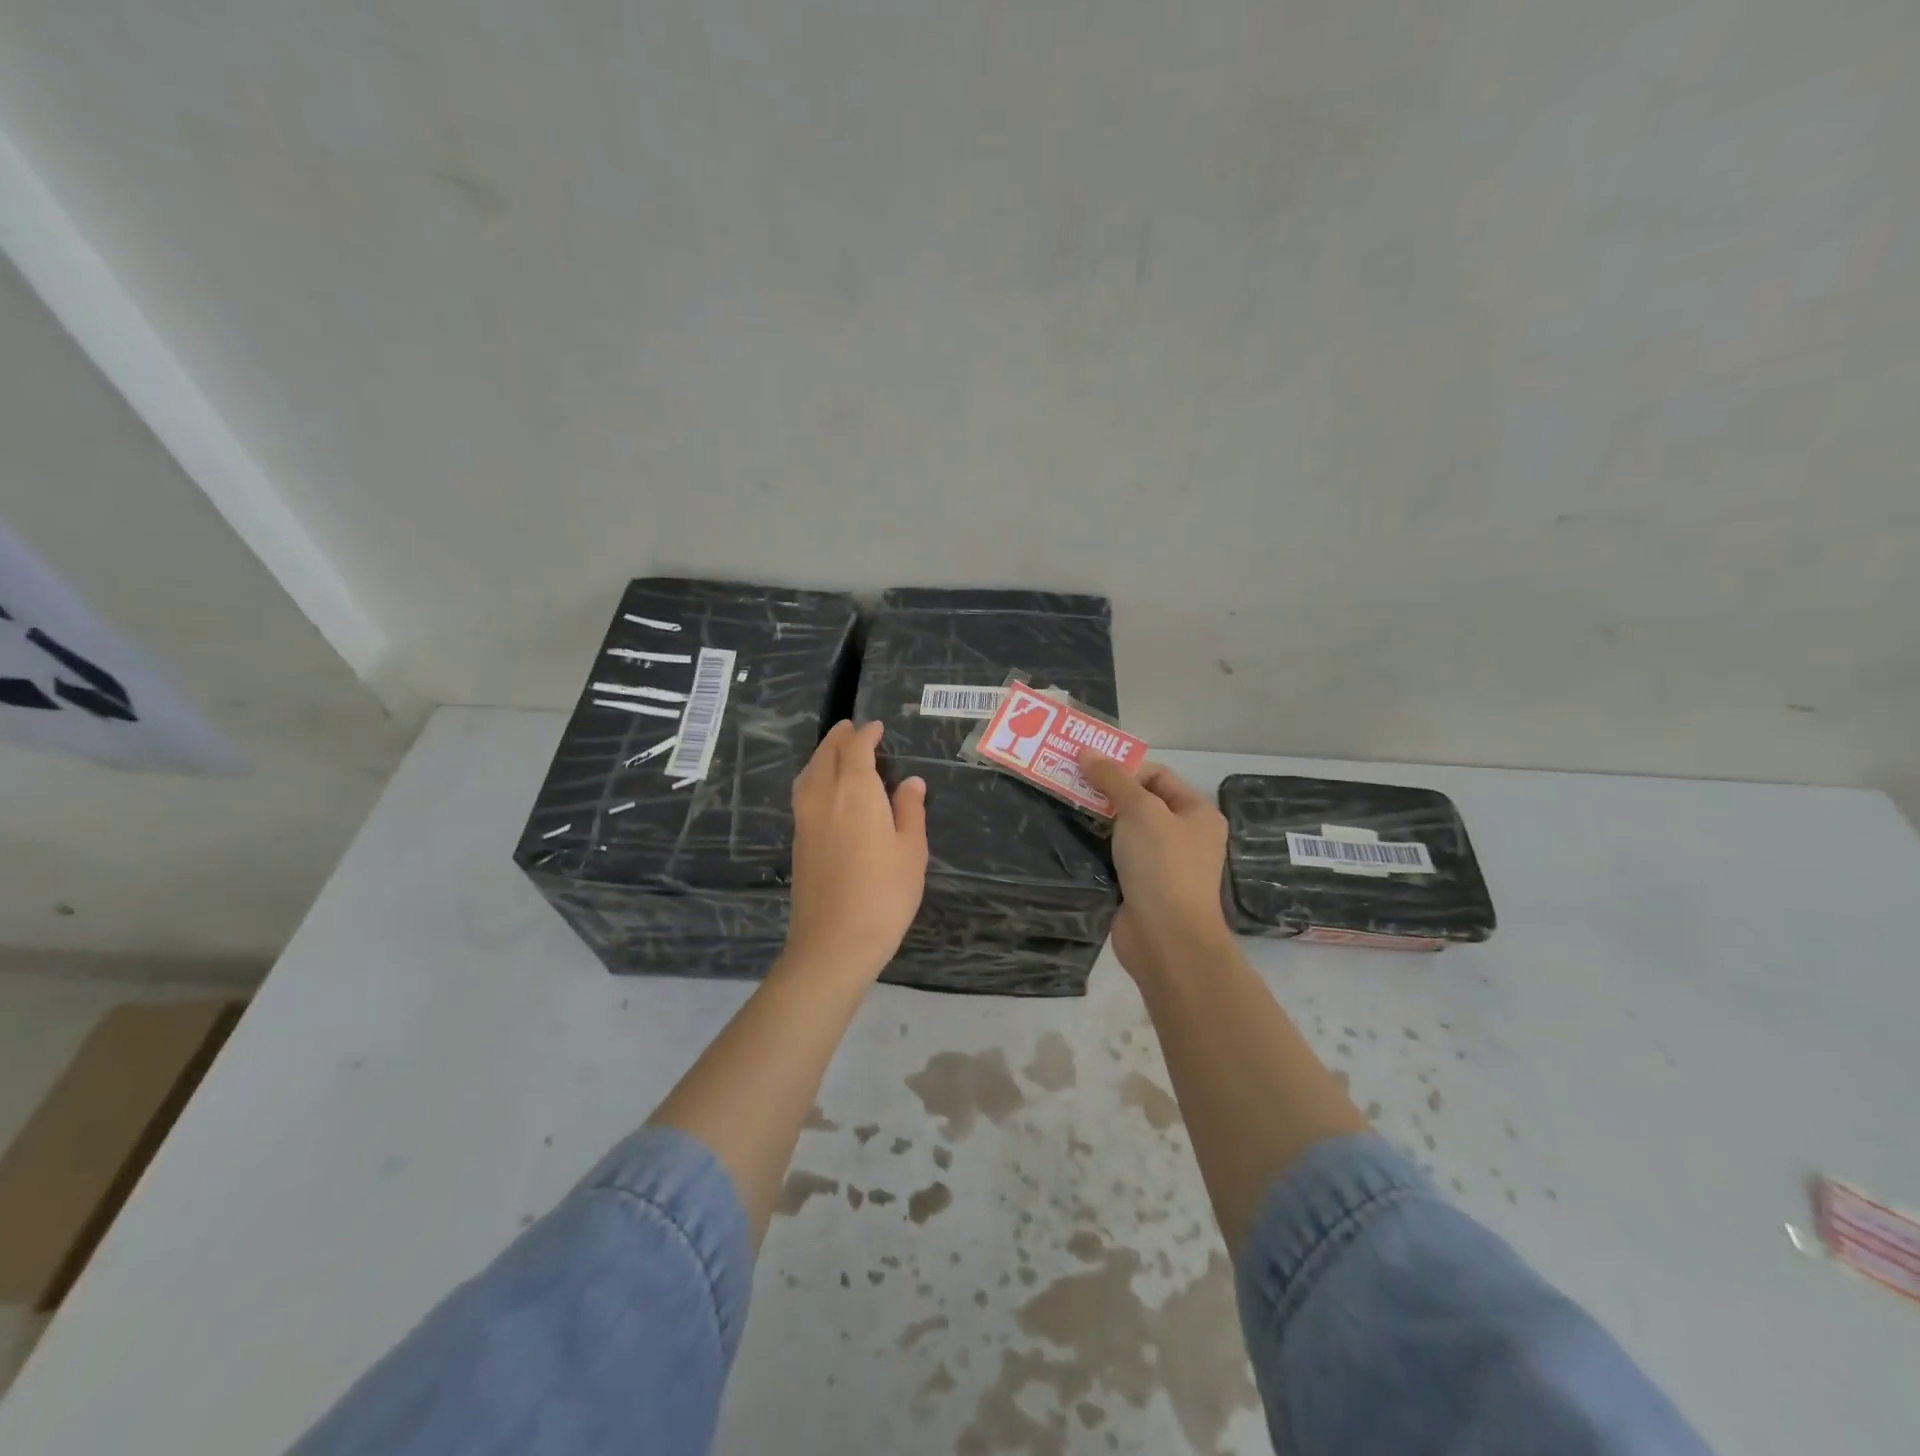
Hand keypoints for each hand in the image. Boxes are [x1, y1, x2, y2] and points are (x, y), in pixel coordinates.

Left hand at [785, 721, 928, 979]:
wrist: (834, 943)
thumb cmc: (884, 894)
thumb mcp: (911, 850)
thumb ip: (910, 810)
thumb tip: (911, 782)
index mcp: (855, 792)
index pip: (855, 750)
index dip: (866, 734)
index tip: (876, 727)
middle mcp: (824, 797)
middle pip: (825, 755)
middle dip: (839, 738)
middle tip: (852, 729)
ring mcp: (805, 820)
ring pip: (808, 773)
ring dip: (821, 755)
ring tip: (835, 751)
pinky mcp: (798, 841)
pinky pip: (803, 793)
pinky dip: (813, 777)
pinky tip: (824, 788)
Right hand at [1081, 754, 1231, 979]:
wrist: (1166, 939)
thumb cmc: (1162, 866)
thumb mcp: (1139, 811)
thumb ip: (1113, 779)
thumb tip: (1087, 750)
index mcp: (1197, 813)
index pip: (1157, 775)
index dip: (1123, 767)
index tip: (1085, 768)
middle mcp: (1184, 836)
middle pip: (1140, 802)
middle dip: (1106, 792)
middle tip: (1067, 783)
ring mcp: (1163, 864)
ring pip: (1125, 832)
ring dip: (1098, 821)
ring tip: (1064, 807)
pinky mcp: (1141, 888)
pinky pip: (1116, 858)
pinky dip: (1096, 849)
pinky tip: (1071, 840)